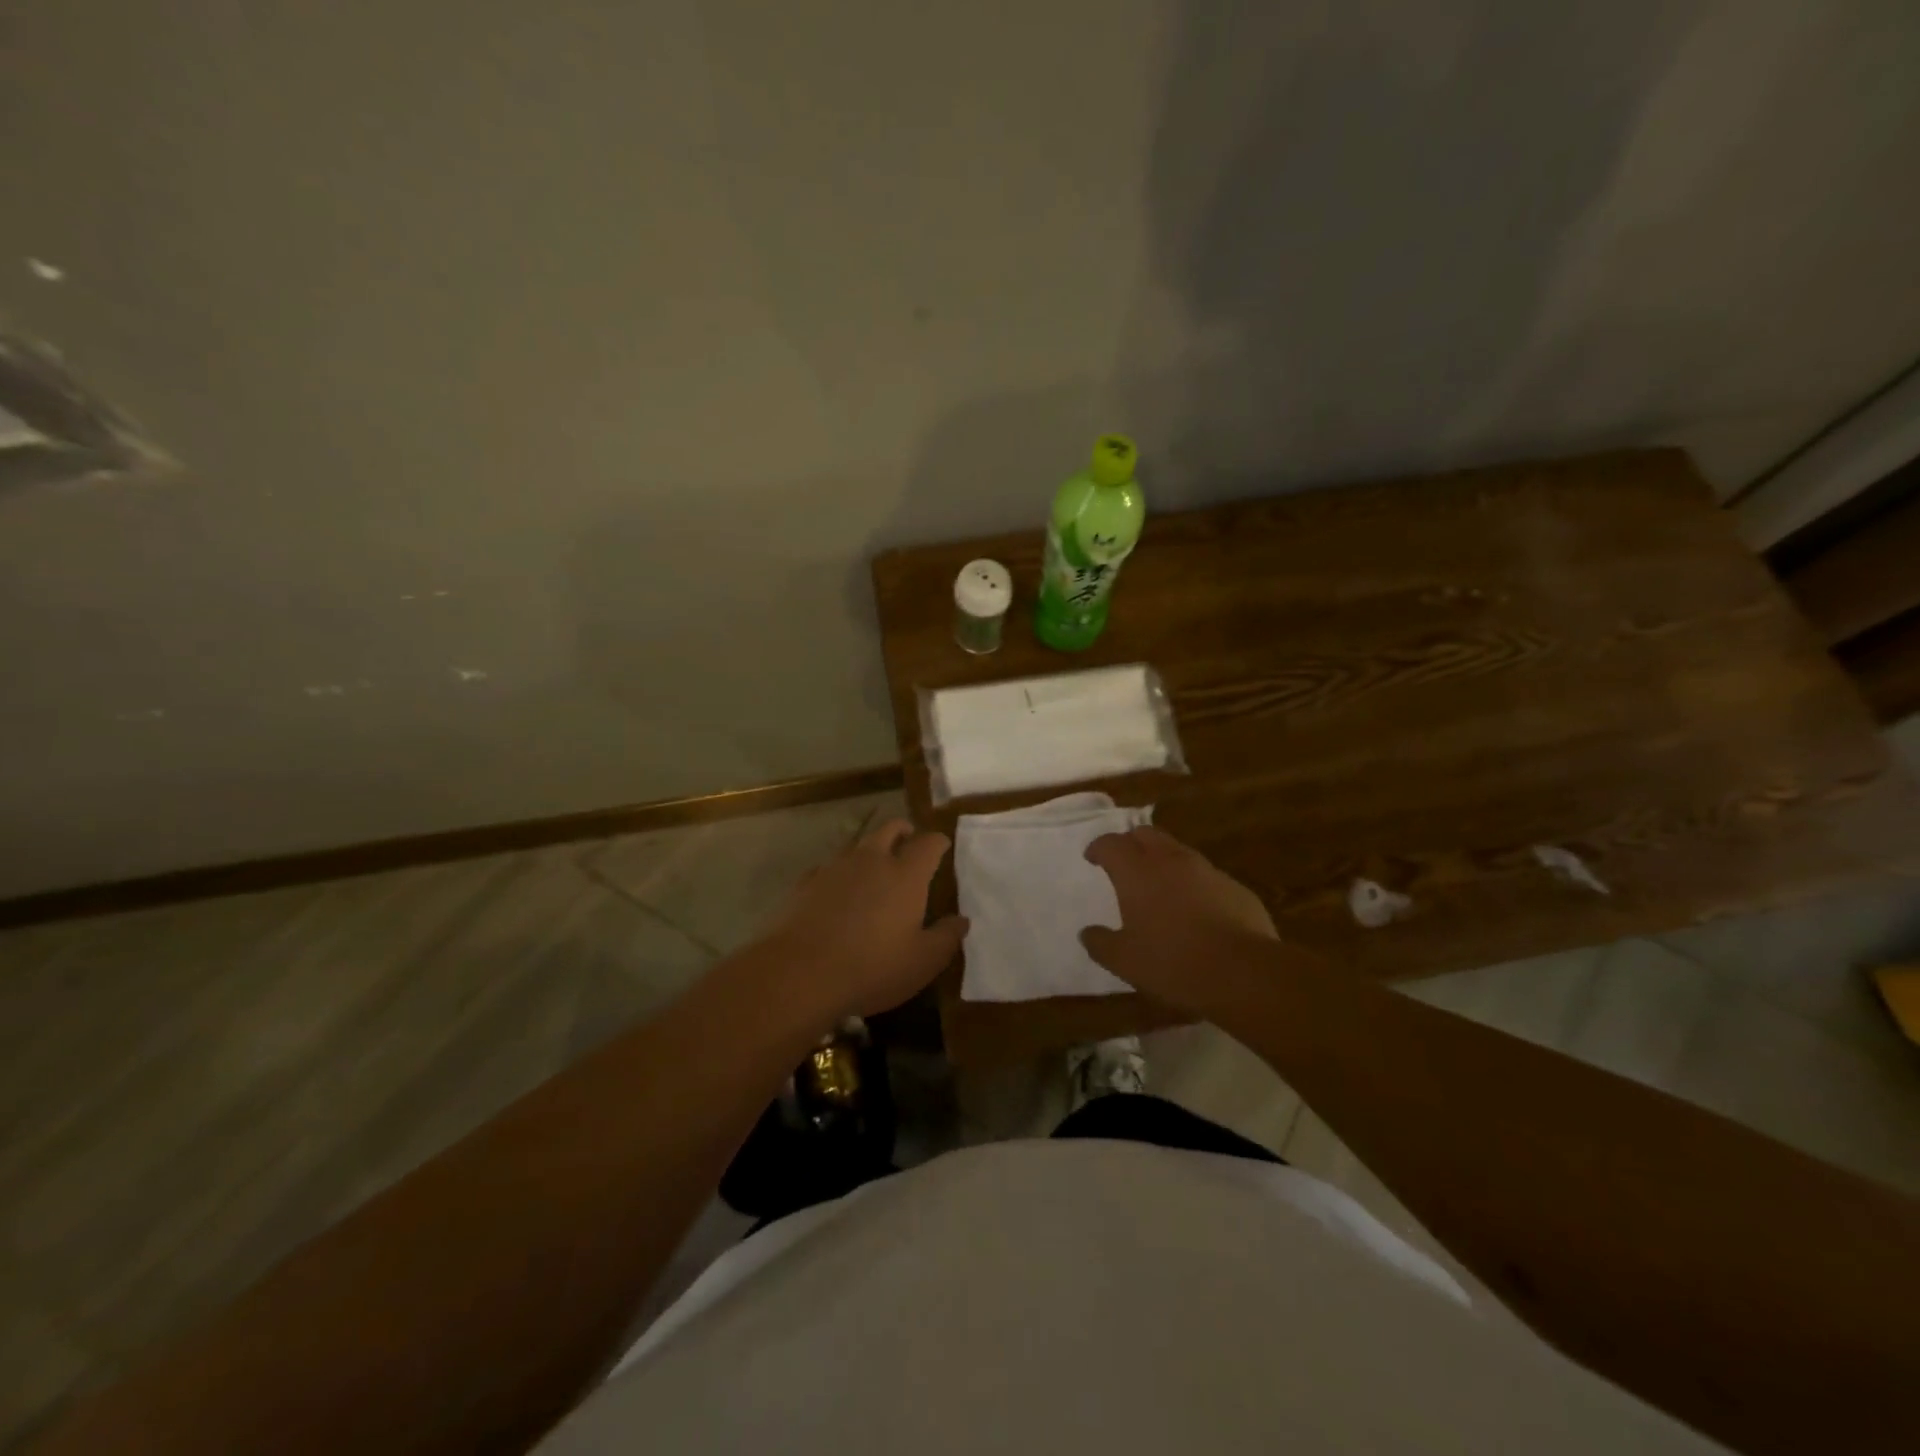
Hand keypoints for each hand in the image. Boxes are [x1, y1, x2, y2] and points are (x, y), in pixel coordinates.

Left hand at [755, 818, 967, 1024]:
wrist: (799, 973)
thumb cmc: (872, 967)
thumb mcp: (922, 962)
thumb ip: (946, 938)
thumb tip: (961, 920)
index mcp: (905, 875)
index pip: (928, 843)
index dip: (938, 841)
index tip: (943, 846)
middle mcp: (871, 860)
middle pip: (890, 829)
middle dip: (903, 831)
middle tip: (909, 842)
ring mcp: (835, 868)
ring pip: (857, 845)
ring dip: (870, 850)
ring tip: (874, 867)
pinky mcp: (806, 883)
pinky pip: (828, 868)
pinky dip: (839, 873)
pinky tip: (837, 891)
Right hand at [1080, 826, 1277, 1014]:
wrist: (1244, 972)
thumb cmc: (1173, 963)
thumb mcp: (1124, 961)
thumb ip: (1101, 943)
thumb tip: (1087, 933)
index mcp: (1137, 872)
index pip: (1111, 844)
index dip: (1098, 848)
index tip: (1092, 858)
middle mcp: (1170, 861)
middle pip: (1146, 834)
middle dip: (1131, 843)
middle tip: (1124, 862)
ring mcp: (1207, 871)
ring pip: (1178, 851)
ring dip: (1163, 860)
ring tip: (1159, 885)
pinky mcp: (1235, 887)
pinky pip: (1206, 875)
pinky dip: (1193, 883)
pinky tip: (1195, 909)